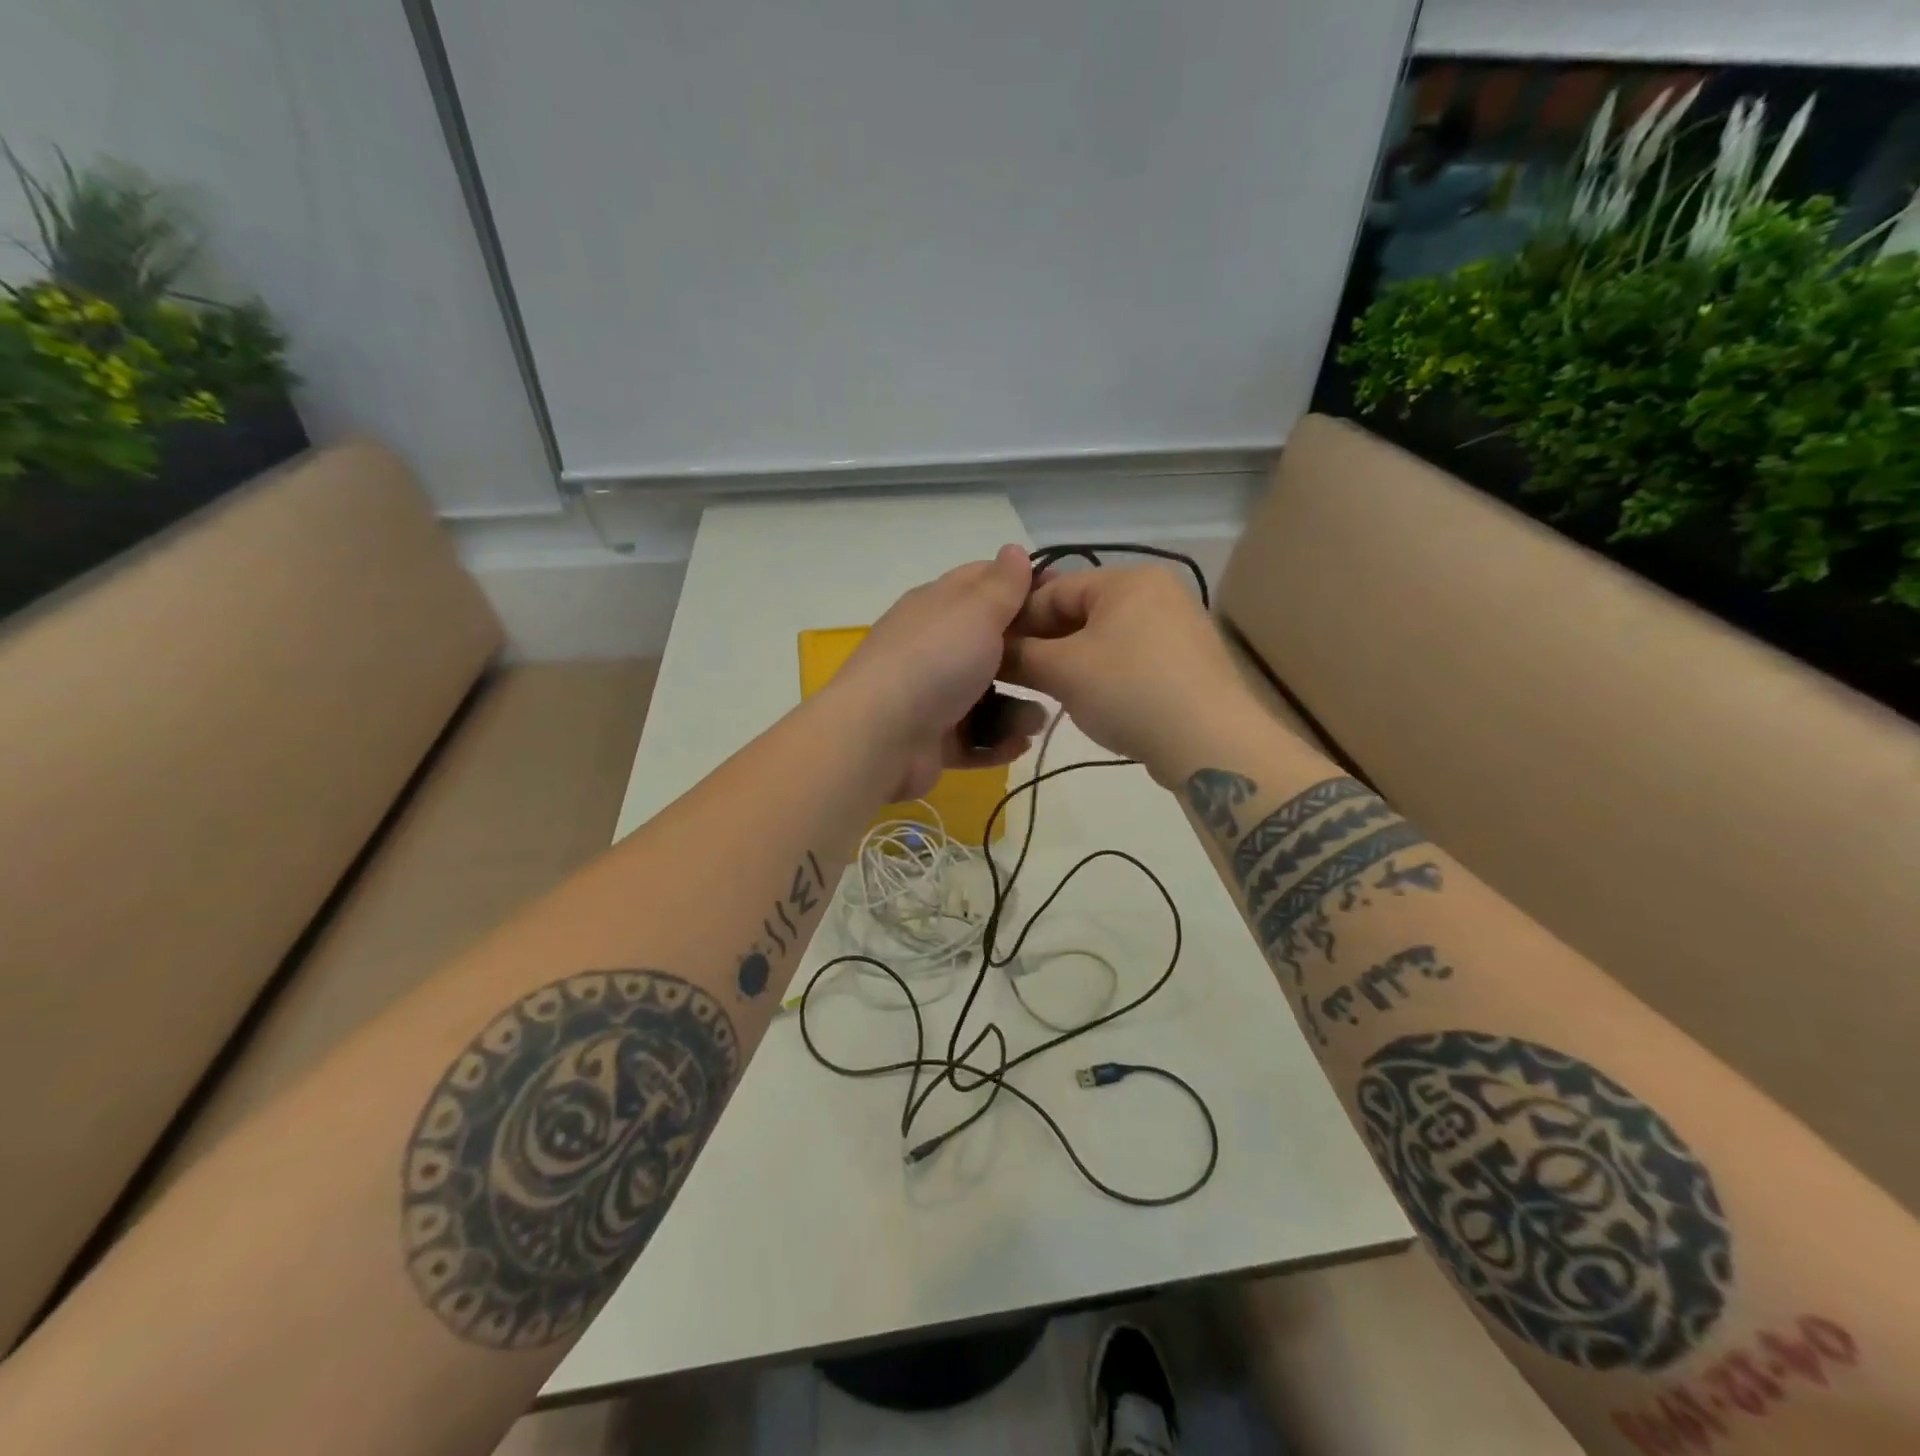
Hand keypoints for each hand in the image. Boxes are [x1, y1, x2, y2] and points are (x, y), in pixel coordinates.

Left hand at [828, 544, 1047, 801]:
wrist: (881, 736)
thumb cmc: (935, 661)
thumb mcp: (976, 611)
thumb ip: (1002, 584)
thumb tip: (1014, 550)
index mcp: (937, 606)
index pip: (982, 583)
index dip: (1023, 585)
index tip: (1063, 598)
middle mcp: (931, 646)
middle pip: (988, 644)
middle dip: (1027, 657)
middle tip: (1060, 666)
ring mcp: (929, 695)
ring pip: (984, 696)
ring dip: (1016, 709)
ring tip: (1036, 721)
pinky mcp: (931, 739)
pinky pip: (973, 739)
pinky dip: (996, 743)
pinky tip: (1019, 744)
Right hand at [1003, 565, 1249, 780]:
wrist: (1210, 742)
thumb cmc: (1130, 691)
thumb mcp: (1063, 671)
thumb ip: (1020, 656)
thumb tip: (991, 654)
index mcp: (1128, 579)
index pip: (1054, 589)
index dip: (1018, 620)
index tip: (992, 652)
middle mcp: (1157, 592)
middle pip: (1082, 612)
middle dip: (1046, 642)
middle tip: (1018, 675)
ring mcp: (1178, 627)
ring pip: (1106, 637)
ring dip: (1072, 661)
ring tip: (1049, 690)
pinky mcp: (1188, 662)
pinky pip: (1132, 658)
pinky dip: (1105, 674)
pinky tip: (1092, 700)